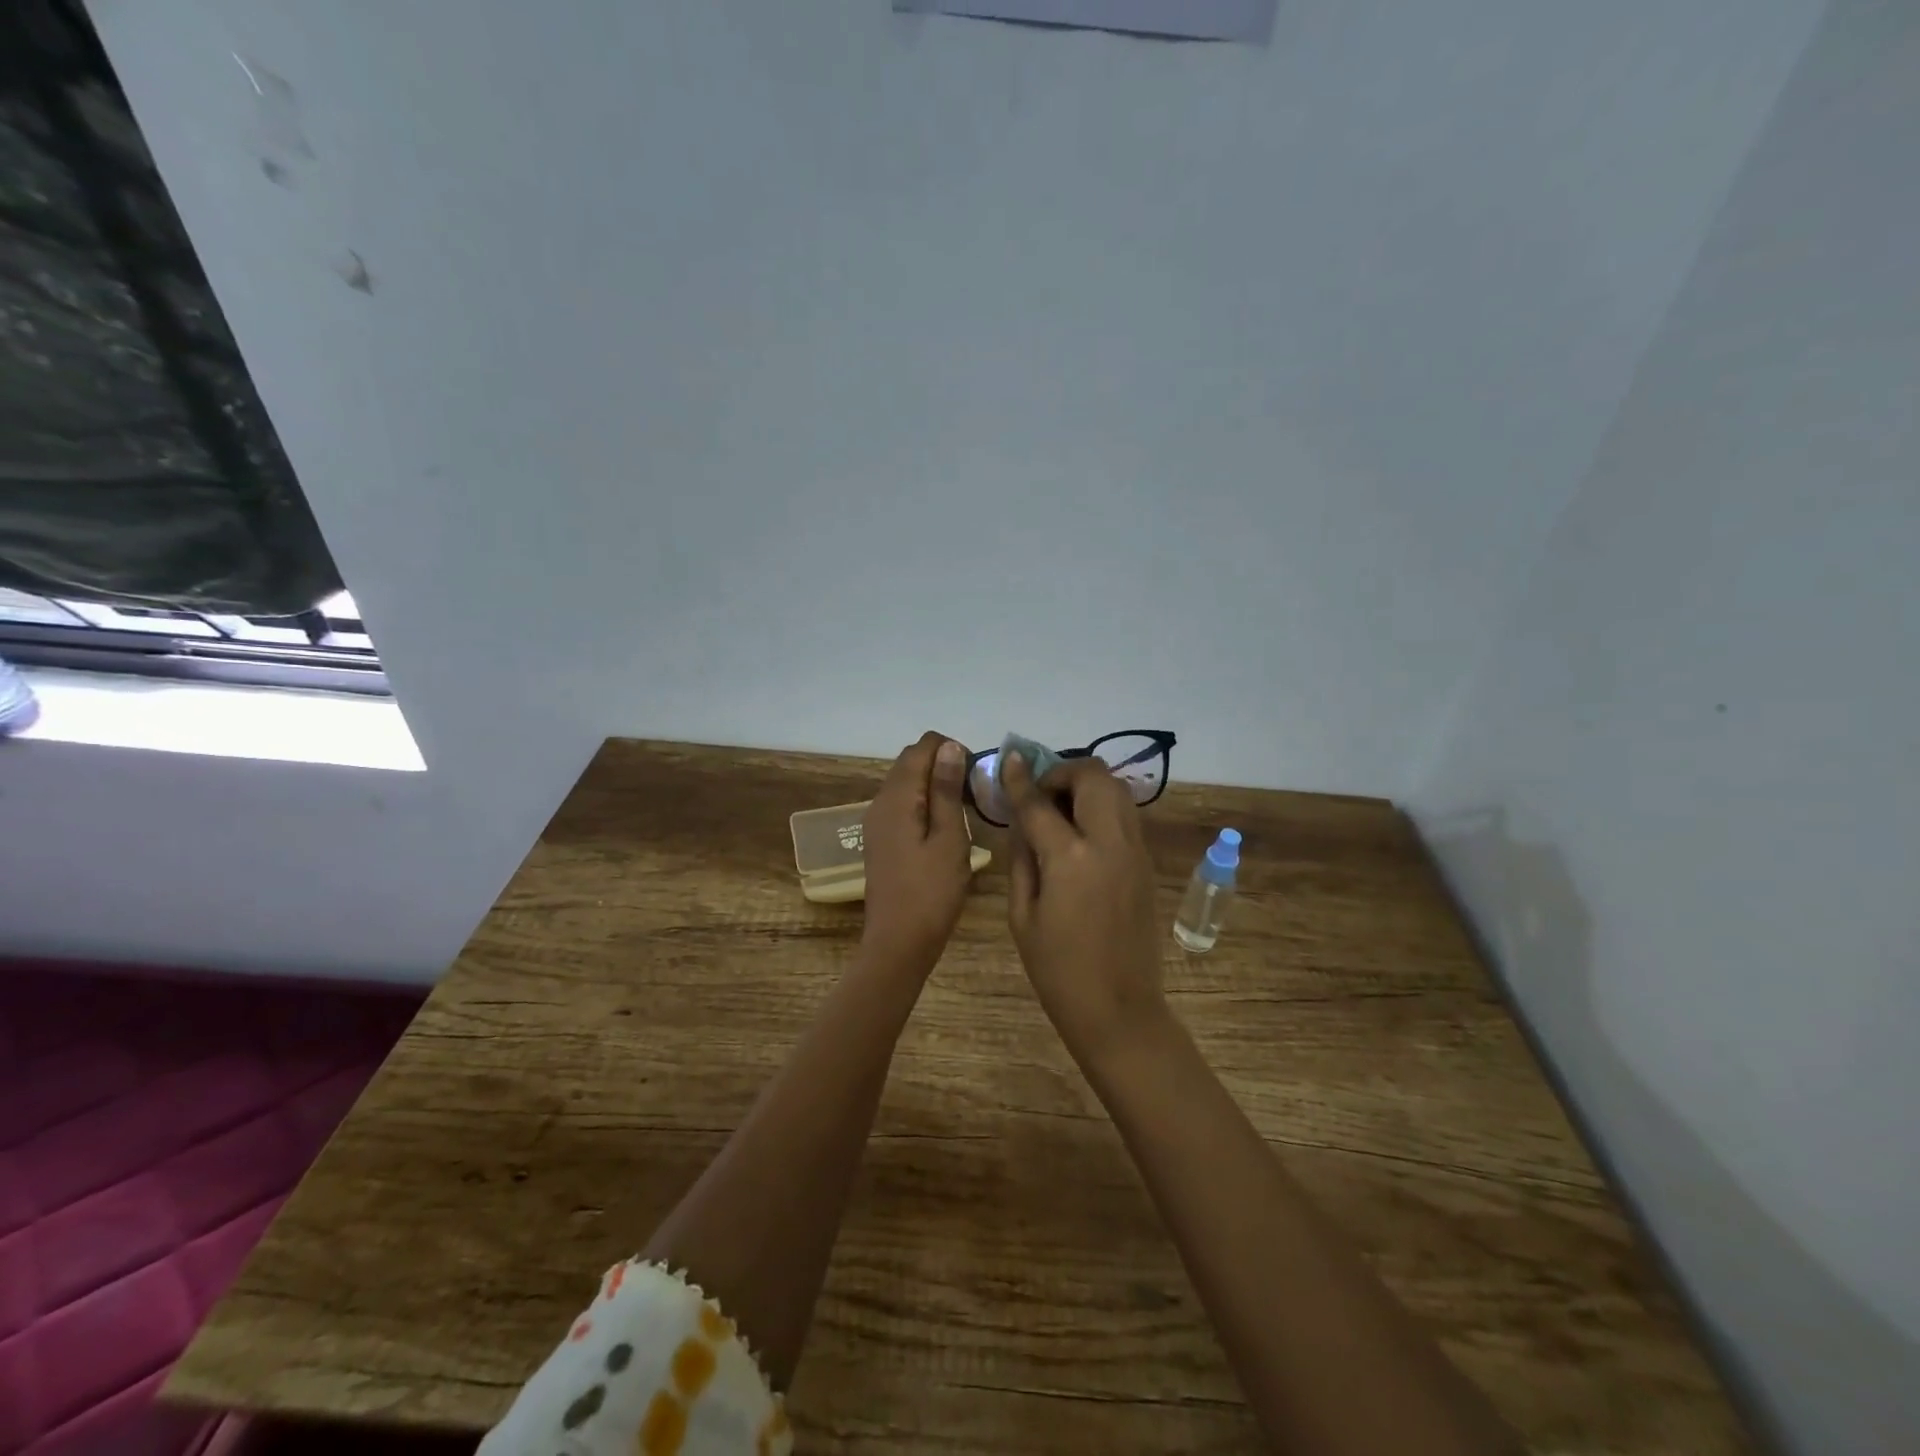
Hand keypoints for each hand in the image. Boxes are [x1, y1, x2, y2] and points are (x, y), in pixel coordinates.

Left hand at [858, 731, 973, 976]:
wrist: (899, 943)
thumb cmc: (931, 892)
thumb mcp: (949, 838)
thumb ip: (946, 789)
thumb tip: (949, 746)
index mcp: (897, 797)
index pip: (922, 747)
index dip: (952, 750)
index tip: (977, 776)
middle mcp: (880, 802)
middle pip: (911, 762)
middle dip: (944, 765)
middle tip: (975, 793)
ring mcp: (877, 822)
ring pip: (907, 784)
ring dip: (936, 785)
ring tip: (966, 809)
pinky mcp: (881, 839)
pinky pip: (903, 805)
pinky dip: (925, 803)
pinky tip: (946, 827)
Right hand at [1002, 752, 1169, 1065]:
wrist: (1119, 1009)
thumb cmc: (1058, 971)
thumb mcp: (1022, 915)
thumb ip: (1021, 858)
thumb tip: (1021, 820)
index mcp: (1071, 859)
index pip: (1040, 803)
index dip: (1021, 778)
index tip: (1010, 758)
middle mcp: (1110, 843)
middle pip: (1094, 776)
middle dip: (1064, 772)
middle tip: (1041, 793)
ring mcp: (1135, 851)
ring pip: (1117, 790)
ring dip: (1087, 785)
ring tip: (1061, 809)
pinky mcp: (1147, 863)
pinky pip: (1125, 815)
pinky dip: (1102, 806)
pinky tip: (1081, 831)